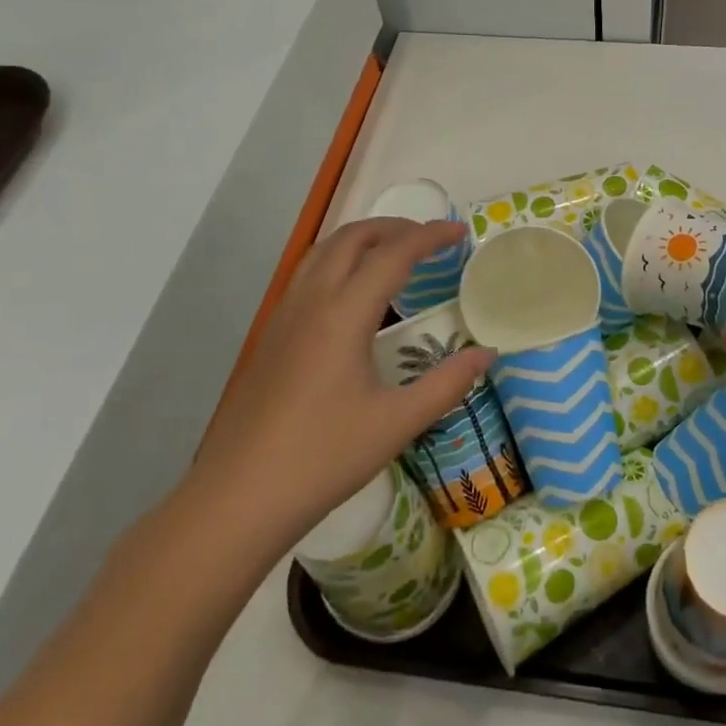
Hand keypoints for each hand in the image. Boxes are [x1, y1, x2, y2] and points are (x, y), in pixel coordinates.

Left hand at [188, 218, 494, 565]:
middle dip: (394, 227)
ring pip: (323, 252)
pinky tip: (354, 295)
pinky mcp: (270, 336)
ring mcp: (283, 317)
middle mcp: (310, 302)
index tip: (460, 232)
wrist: (238, 498)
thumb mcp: (397, 422)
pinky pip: (307, 275)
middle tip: (430, 238)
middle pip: (351, 238)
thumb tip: (487, 354)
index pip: (392, 255)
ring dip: (362, 240)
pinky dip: (339, 261)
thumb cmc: (323, 458)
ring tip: (395, 254)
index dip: (429, 236)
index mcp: (343, 315)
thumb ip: (447, 383)